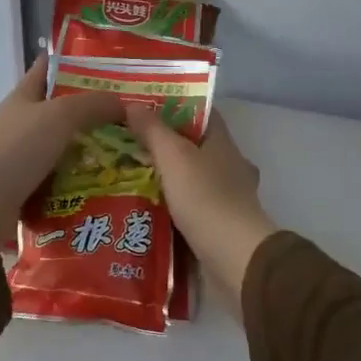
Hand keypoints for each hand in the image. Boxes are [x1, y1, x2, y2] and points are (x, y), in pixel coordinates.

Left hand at [0, 56, 123, 244]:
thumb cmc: (17, 148)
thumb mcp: (60, 115)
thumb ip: (94, 104)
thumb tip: (125, 105)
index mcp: (24, 96)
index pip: (50, 68)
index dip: (76, 62)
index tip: (112, 65)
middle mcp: (25, 123)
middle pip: (66, 111)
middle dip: (97, 112)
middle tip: (135, 115)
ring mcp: (27, 157)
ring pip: (69, 148)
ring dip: (96, 151)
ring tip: (133, 152)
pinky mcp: (31, 189)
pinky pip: (66, 180)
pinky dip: (85, 182)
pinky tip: (113, 183)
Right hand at [125, 108, 278, 298]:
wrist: (234, 257)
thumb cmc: (205, 197)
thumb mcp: (174, 157)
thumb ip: (154, 131)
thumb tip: (134, 104)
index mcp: (223, 142)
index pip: (202, 113)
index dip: (176, 106)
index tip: (144, 107)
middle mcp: (230, 164)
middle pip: (195, 145)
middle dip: (165, 144)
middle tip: (127, 143)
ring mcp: (228, 195)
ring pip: (192, 177)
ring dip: (167, 177)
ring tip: (129, 176)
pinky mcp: (221, 224)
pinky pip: (192, 206)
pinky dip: (173, 205)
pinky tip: (147, 209)